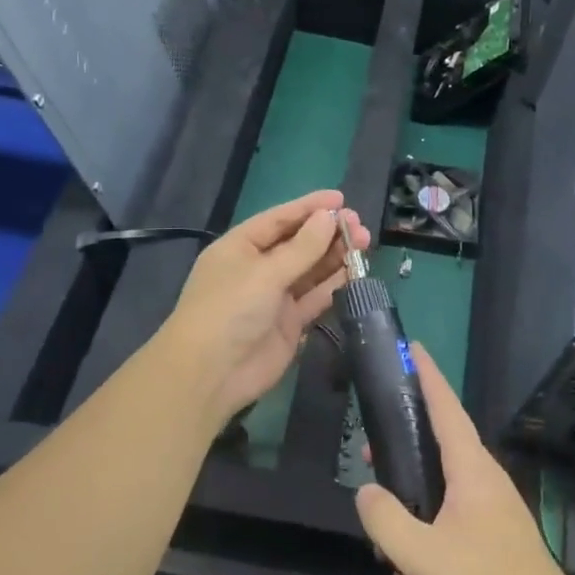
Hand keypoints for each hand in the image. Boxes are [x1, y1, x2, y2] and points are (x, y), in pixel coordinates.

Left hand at [160, 190, 369, 433]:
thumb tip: (329, 217)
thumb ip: (302, 247)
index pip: (279, 219)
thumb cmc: (229, 310)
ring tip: (364, 244)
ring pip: (310, 270)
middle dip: (327, 233)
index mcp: (241, 247)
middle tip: (360, 226)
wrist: (210, 375)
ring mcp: (274, 297)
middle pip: (298, 243)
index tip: (341, 199)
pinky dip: (334, 285)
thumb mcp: (265, 272)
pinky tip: (356, 273)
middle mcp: (258, 268)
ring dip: (335, 257)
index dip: (309, 207)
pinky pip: (315, 297)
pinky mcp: (289, 323)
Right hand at [354, 345, 574, 574]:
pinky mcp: (497, 539)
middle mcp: (486, 480)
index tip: (414, 347)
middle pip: (439, 447)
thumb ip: (385, 520)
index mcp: (471, 469)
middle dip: (403, 451)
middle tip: (371, 456)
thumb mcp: (420, 556)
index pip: (446, 407)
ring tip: (385, 550)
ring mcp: (494, 510)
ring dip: (411, 513)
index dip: (428, 375)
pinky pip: (452, 523)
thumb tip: (367, 491)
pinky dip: (428, 542)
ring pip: (441, 494)